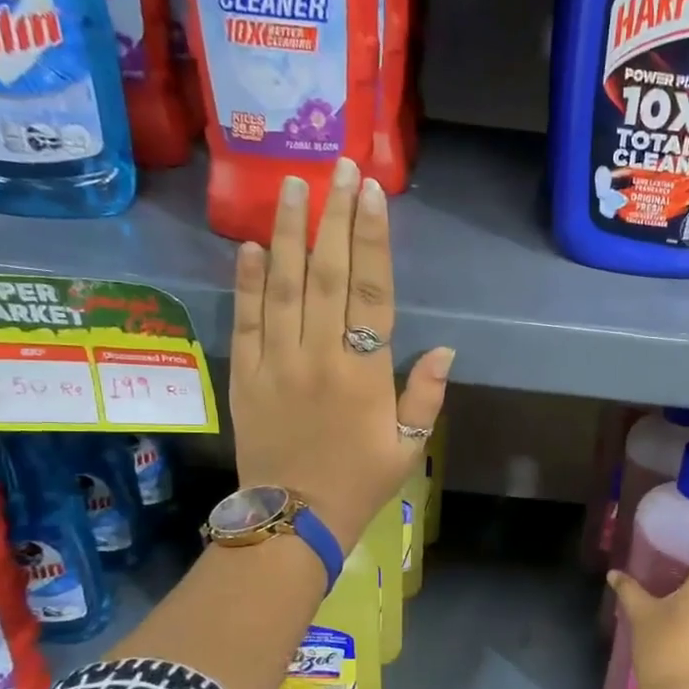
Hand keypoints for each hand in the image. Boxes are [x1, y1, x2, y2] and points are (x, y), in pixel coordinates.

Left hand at [230, 159, 453, 550]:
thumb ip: (425, 397)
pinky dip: (247, 281)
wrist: (292, 521)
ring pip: (282, 286)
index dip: (372, 239)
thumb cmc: (359, 484)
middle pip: (327, 275)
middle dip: (334, 217)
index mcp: (363, 374)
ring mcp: (276, 363)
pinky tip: (251, 245)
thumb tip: (444, 348)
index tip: (371, 193)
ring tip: (292, 186)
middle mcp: (318, 357)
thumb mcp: (408, 448)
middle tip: (338, 167)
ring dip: (289, 233)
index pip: (370, 292)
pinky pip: (245, 320)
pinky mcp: (245, 375)